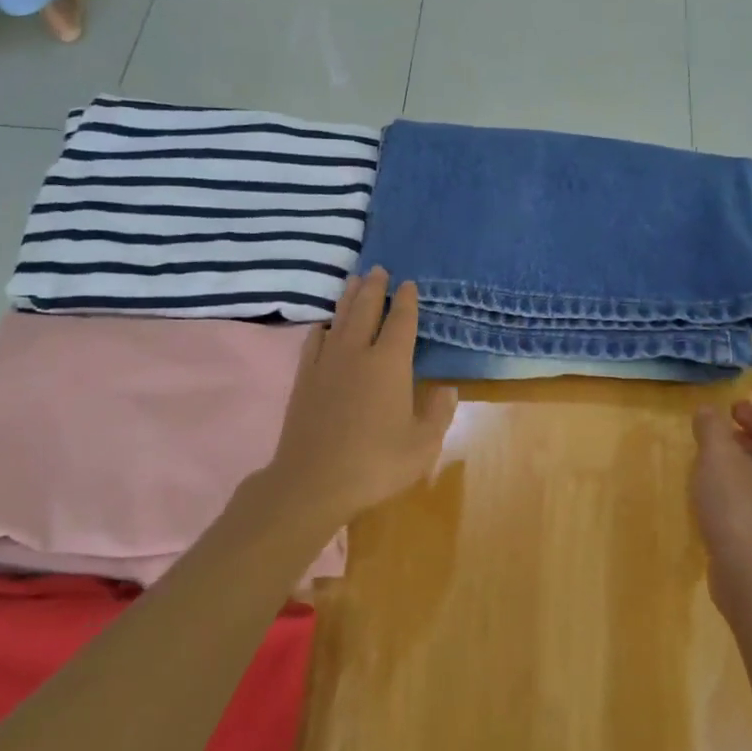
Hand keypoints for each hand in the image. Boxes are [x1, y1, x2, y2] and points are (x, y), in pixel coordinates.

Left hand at [268, 268, 457, 523]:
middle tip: (379, 269)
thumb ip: (438, 412)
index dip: (407, 301)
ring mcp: (326, 363)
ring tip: (354, 280)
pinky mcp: (304, 378)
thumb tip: (447, 387)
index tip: (408, 284)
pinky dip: (324, 327)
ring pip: (339, 318)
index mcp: (389, 363)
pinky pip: (315, 340)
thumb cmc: (376, 463)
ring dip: (349, 297)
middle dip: (375, 287)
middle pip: (366, 309)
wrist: (313, 481)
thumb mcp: (423, 444)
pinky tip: (326, 325)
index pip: (401, 322)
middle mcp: (357, 353)